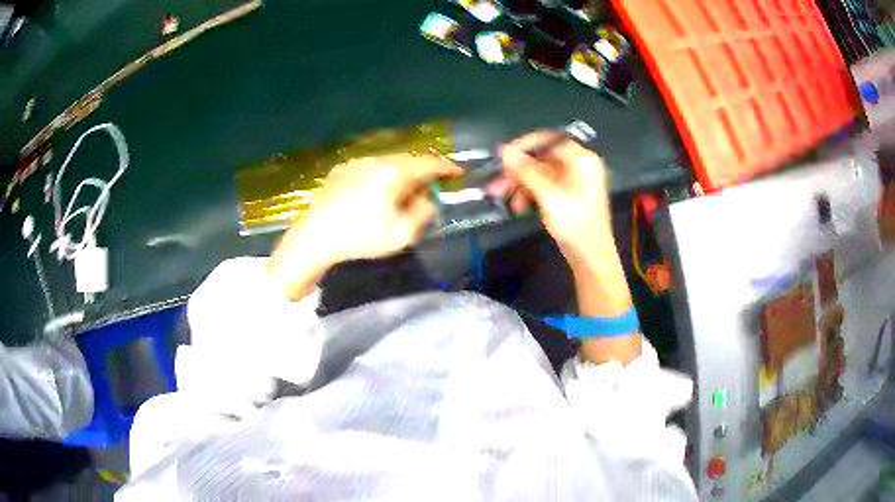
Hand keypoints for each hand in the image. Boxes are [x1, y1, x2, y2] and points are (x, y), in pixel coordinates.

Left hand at [269, 154, 461, 298]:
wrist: (315, 238)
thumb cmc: (361, 238)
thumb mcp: (402, 234)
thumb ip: (423, 213)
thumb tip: (429, 199)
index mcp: (393, 173)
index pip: (428, 164)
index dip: (446, 168)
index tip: (458, 173)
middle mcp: (375, 160)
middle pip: (408, 160)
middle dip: (423, 172)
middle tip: (433, 187)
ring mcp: (355, 163)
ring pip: (388, 163)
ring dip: (402, 174)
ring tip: (405, 192)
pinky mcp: (341, 170)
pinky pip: (369, 168)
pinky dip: (381, 176)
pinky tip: (376, 193)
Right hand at [487, 132, 613, 266]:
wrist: (591, 259)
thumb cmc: (576, 225)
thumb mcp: (549, 196)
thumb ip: (526, 171)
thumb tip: (504, 150)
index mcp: (582, 160)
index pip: (549, 140)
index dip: (525, 146)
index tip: (503, 158)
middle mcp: (578, 166)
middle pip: (541, 158)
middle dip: (518, 171)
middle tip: (498, 184)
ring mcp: (572, 181)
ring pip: (539, 174)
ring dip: (519, 184)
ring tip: (503, 199)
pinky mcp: (565, 196)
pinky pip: (543, 187)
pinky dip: (529, 194)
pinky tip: (518, 207)